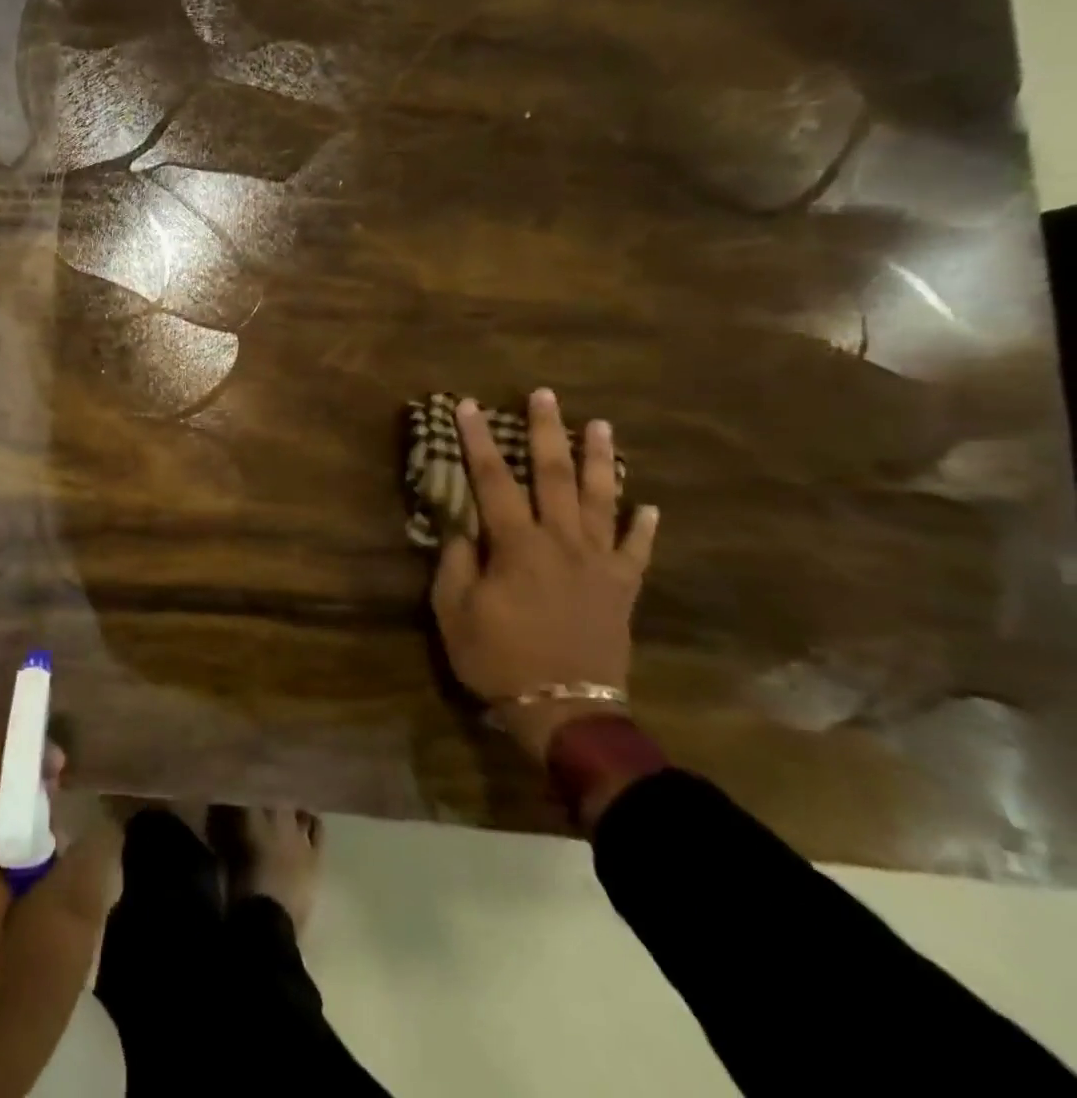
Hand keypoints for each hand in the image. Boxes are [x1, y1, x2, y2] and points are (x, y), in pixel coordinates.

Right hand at [429, 388, 658, 763]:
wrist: (564, 709)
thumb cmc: (498, 657)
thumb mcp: (454, 610)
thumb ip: (456, 561)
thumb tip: (461, 526)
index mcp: (517, 544)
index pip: (493, 480)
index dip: (478, 440)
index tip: (469, 406)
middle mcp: (562, 542)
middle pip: (555, 475)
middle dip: (547, 431)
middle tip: (545, 395)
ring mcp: (599, 563)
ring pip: (603, 500)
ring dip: (600, 460)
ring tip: (600, 425)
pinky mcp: (623, 588)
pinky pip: (638, 550)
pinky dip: (645, 526)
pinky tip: (650, 504)